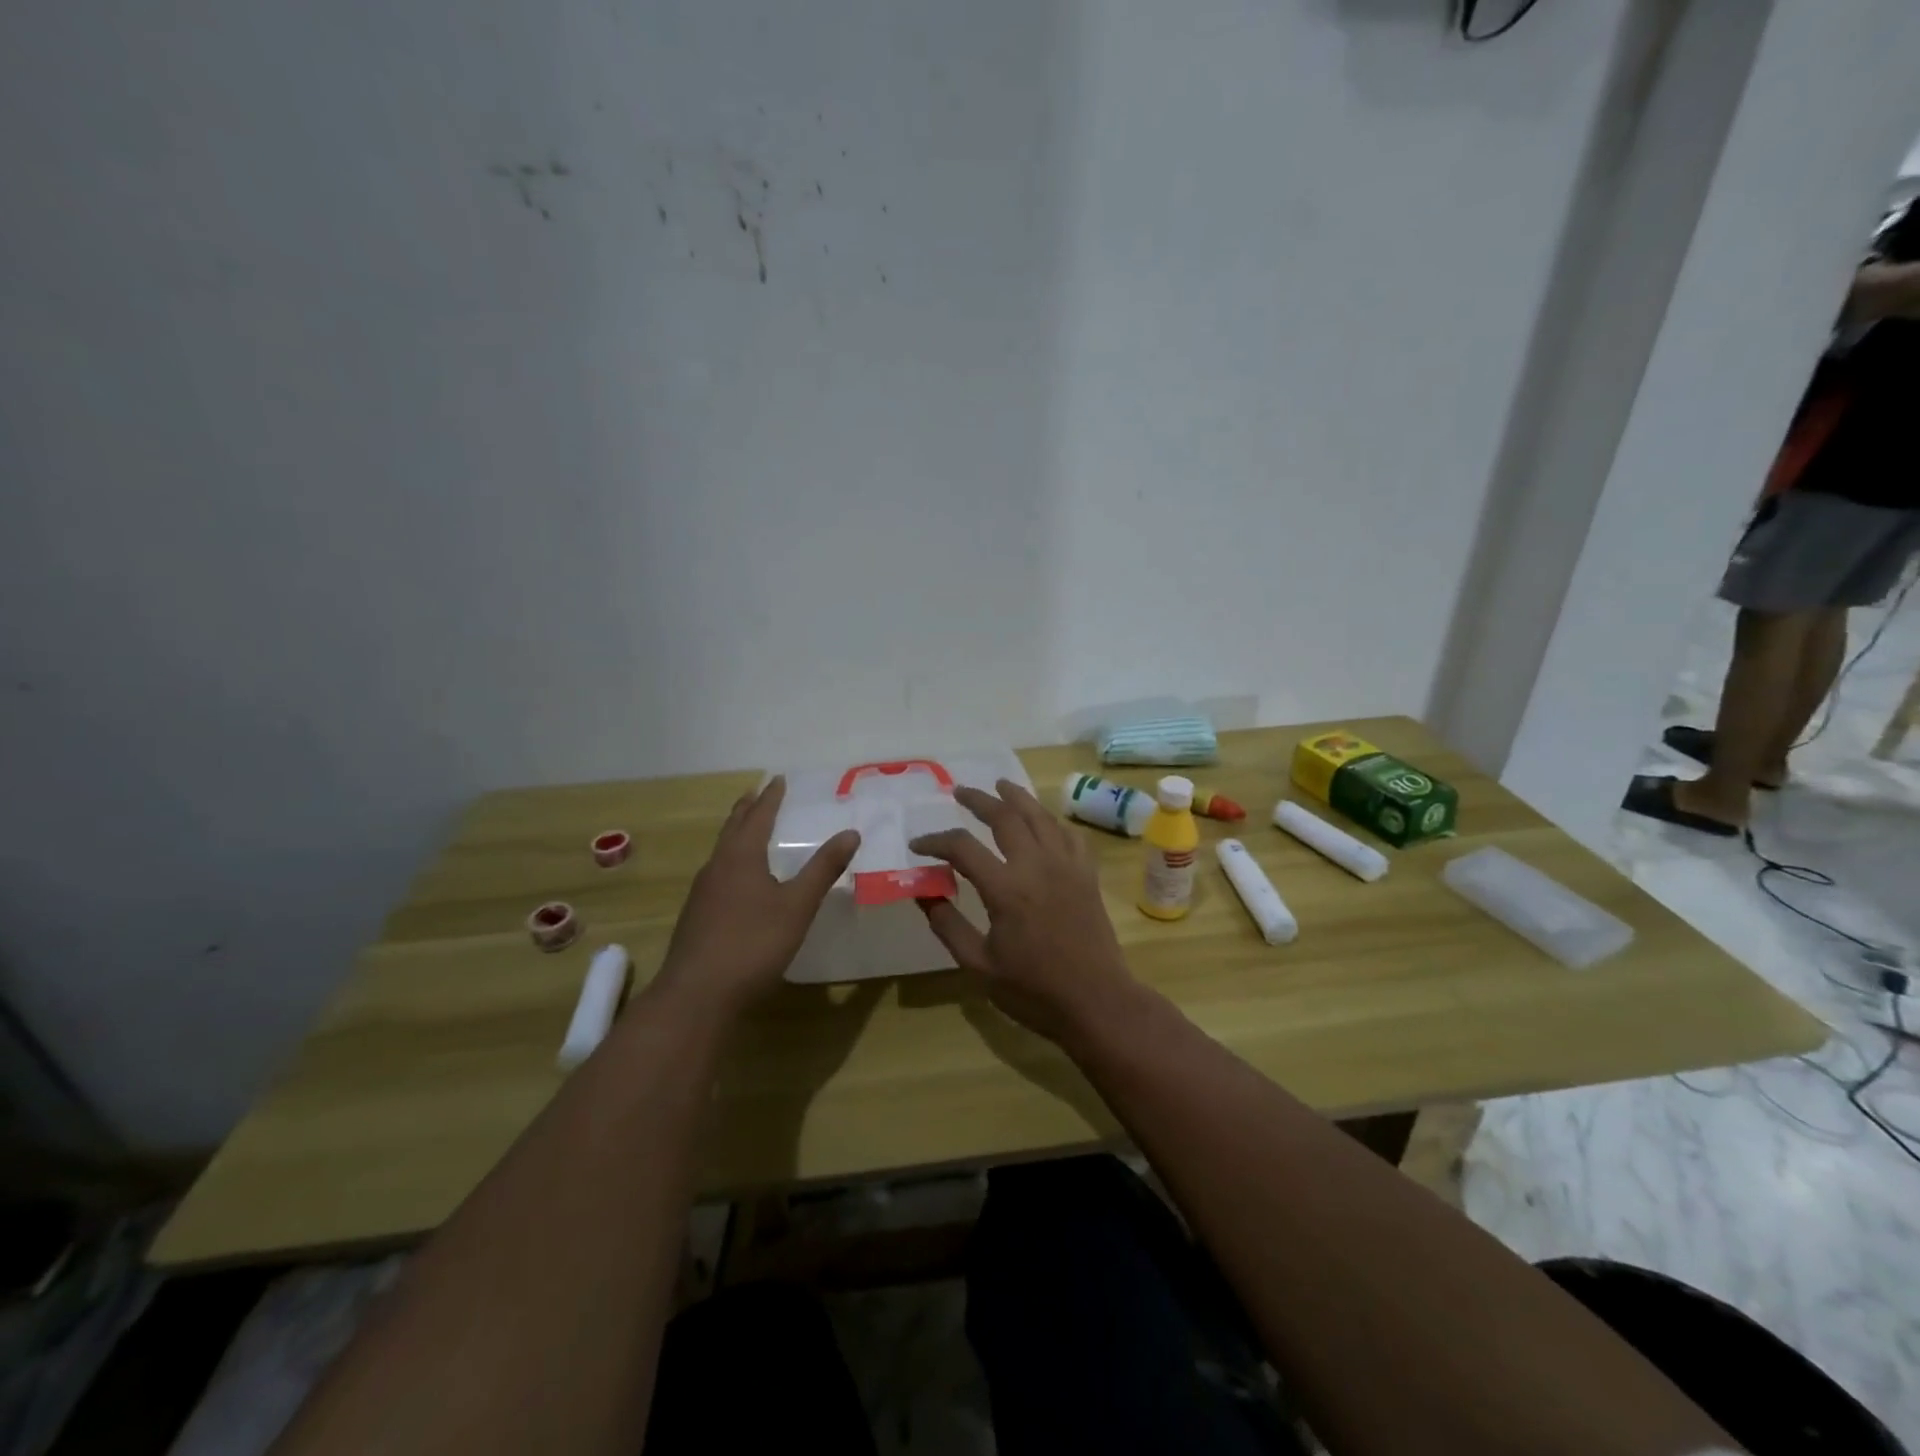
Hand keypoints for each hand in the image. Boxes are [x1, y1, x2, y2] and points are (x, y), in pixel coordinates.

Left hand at [653, 776, 859, 1017]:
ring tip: (749, 829)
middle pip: (733, 828)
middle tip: (758, 792)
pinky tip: (738, 879)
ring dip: (737, 834)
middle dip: (747, 809)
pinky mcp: (697, 916)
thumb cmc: (753, 944)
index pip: (757, 816)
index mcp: (740, 857)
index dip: (770, 797)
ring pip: (722, 851)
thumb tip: (850, 832)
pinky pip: (718, 873)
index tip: (778, 779)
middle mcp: (717, 867)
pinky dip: (732, 860)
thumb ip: (823, 869)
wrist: (697, 995)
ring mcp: (702, 893)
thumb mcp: (797, 906)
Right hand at [909, 780, 1137, 1040]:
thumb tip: (923, 893)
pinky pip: (1069, 834)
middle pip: (1005, 816)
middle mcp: (1036, 865)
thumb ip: (948, 925)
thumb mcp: (978, 965)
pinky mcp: (1087, 874)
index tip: (918, 845)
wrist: (1096, 1001)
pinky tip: (1044, 820)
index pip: (962, 847)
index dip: (935, 841)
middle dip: (978, 800)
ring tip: (1000, 785)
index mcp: (1005, 888)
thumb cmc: (1033, 989)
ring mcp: (1066, 866)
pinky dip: (1052, 821)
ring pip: (1040, 816)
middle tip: (959, 791)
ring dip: (1017, 797)